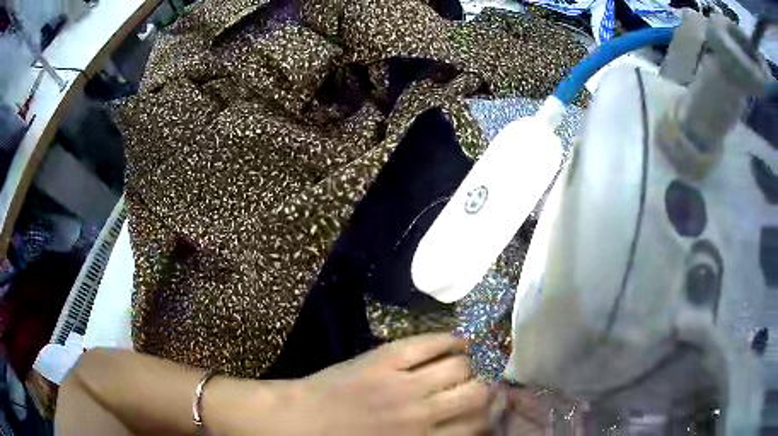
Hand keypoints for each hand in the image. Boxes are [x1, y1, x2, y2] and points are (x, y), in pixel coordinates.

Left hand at [214, 333, 488, 435]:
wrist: (298, 424)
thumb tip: (462, 429)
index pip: (478, 425)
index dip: (490, 414)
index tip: (490, 408)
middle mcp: (422, 413)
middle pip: (477, 393)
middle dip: (485, 389)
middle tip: (481, 386)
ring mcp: (403, 382)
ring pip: (460, 364)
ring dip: (471, 364)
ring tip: (468, 364)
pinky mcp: (385, 358)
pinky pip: (431, 342)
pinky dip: (452, 339)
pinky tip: (459, 342)